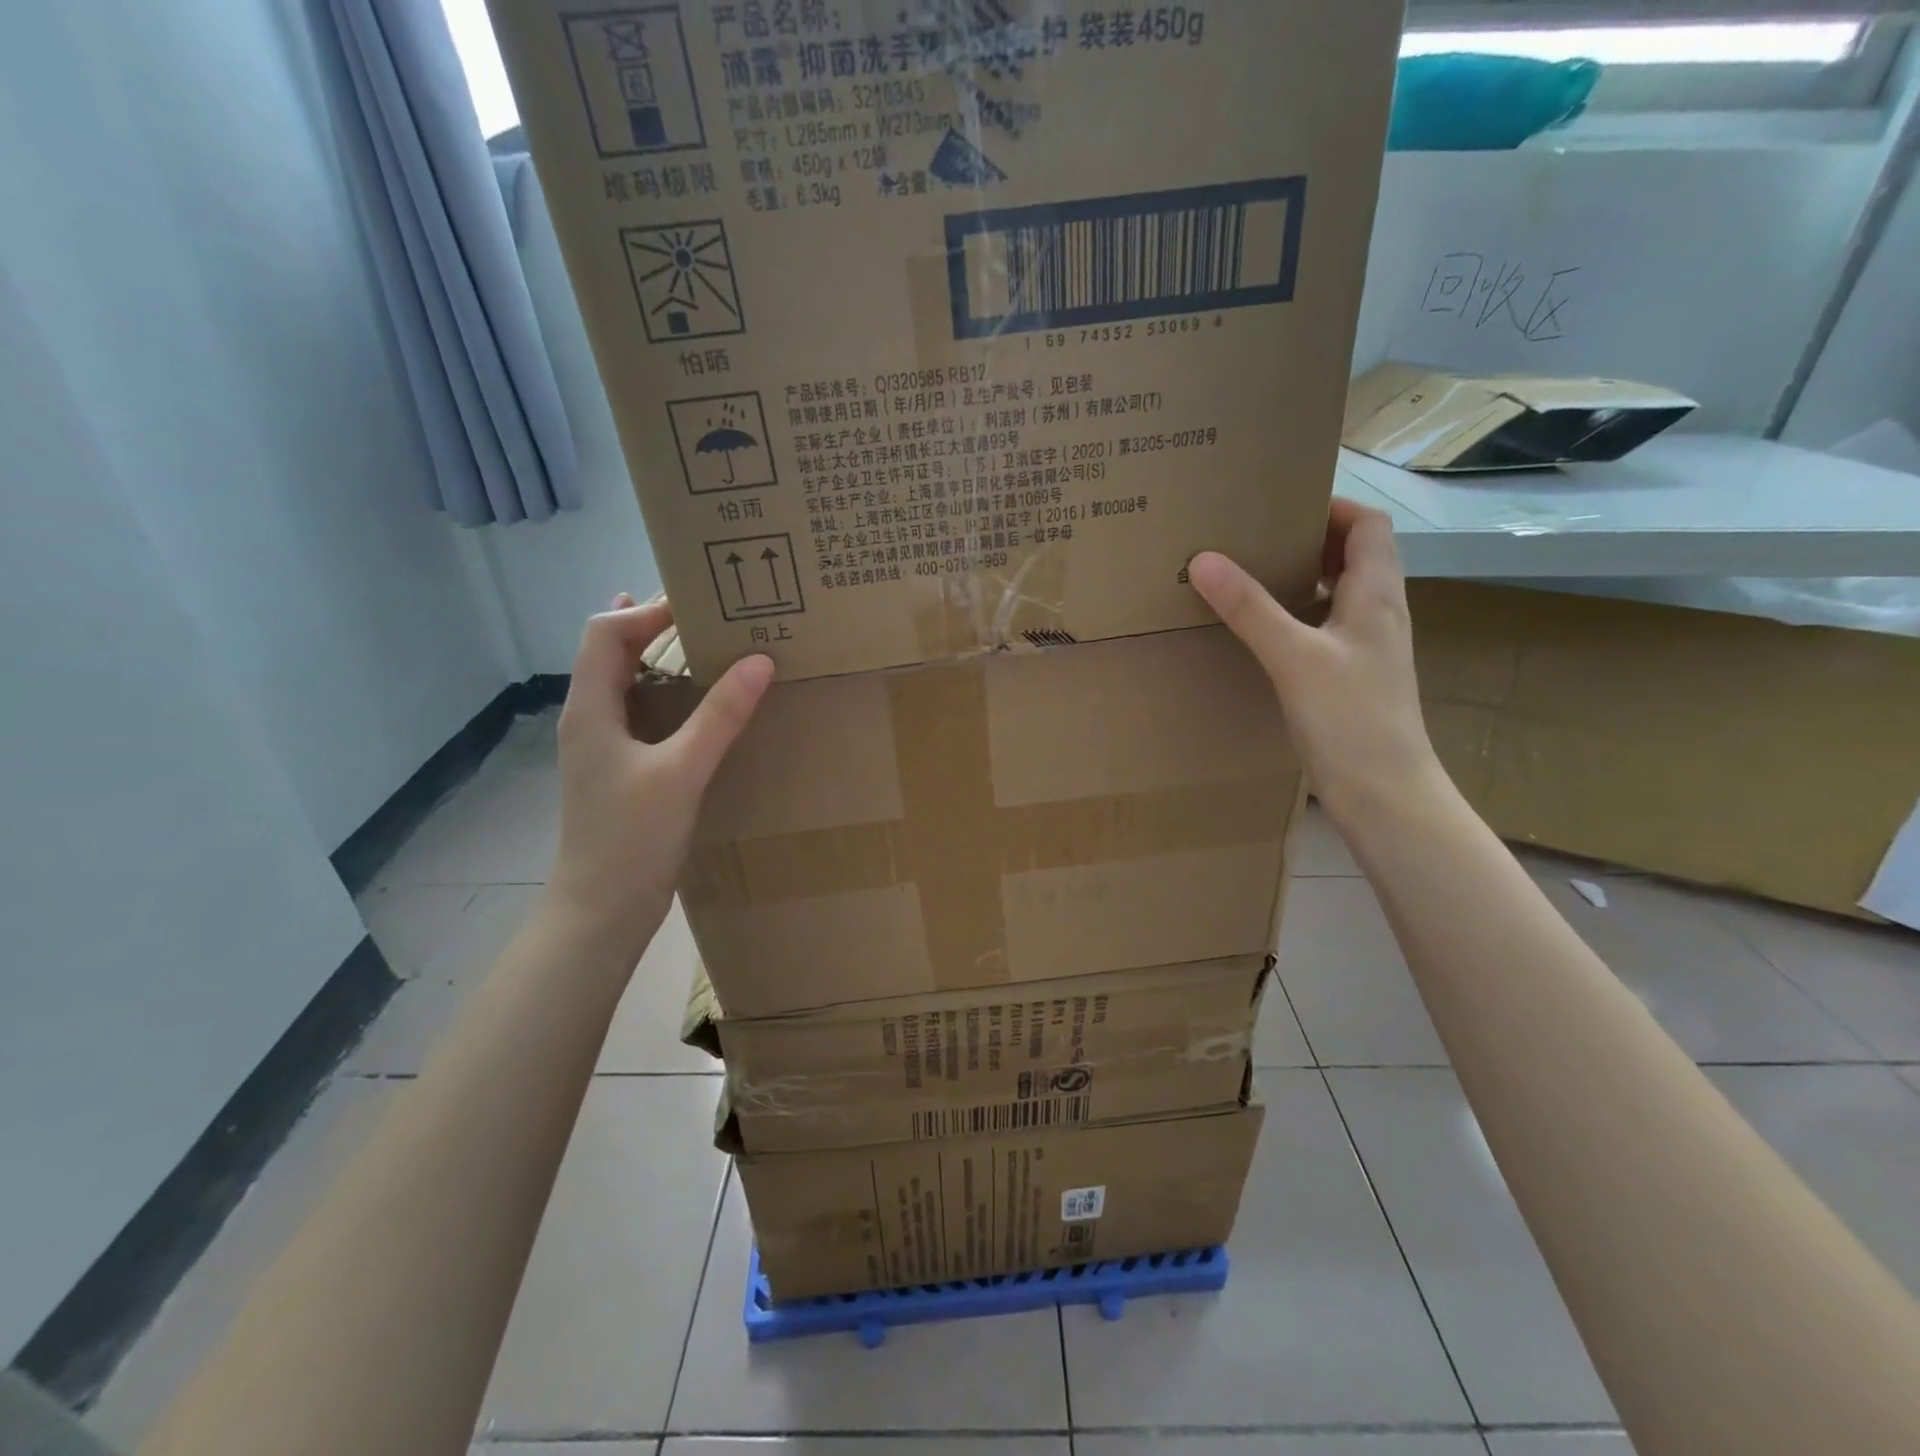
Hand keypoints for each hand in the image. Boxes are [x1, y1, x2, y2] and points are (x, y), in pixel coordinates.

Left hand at [543, 593, 772, 960]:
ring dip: (659, 658)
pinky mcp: (621, 771)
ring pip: (625, 683)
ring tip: (705, 644)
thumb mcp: (682, 772)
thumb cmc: (632, 838)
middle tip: (707, 613)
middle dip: (652, 625)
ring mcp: (603, 746)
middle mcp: (589, 719)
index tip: (700, 603)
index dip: (647, 610)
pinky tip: (699, 705)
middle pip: (611, 651)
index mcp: (591, 709)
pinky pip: (641, 714)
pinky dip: (667, 694)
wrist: (601, 910)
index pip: (606, 633)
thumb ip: (721, 715)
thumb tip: (761, 660)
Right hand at [1189, 499, 1444, 826]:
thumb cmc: (1350, 718)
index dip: (1331, 507)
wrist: (1384, 793)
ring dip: (1301, 578)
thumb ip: (1250, 608)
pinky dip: (1296, 617)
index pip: (1367, 525)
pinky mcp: (1352, 677)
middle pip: (1353, 555)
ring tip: (1250, 577)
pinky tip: (1263, 633)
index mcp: (1376, 595)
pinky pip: (1325, 628)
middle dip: (1307, 540)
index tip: (1279, 506)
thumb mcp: (1294, 657)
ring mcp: (1367, 648)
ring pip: (1337, 594)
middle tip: (1253, 538)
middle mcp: (1378, 614)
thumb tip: (1204, 559)